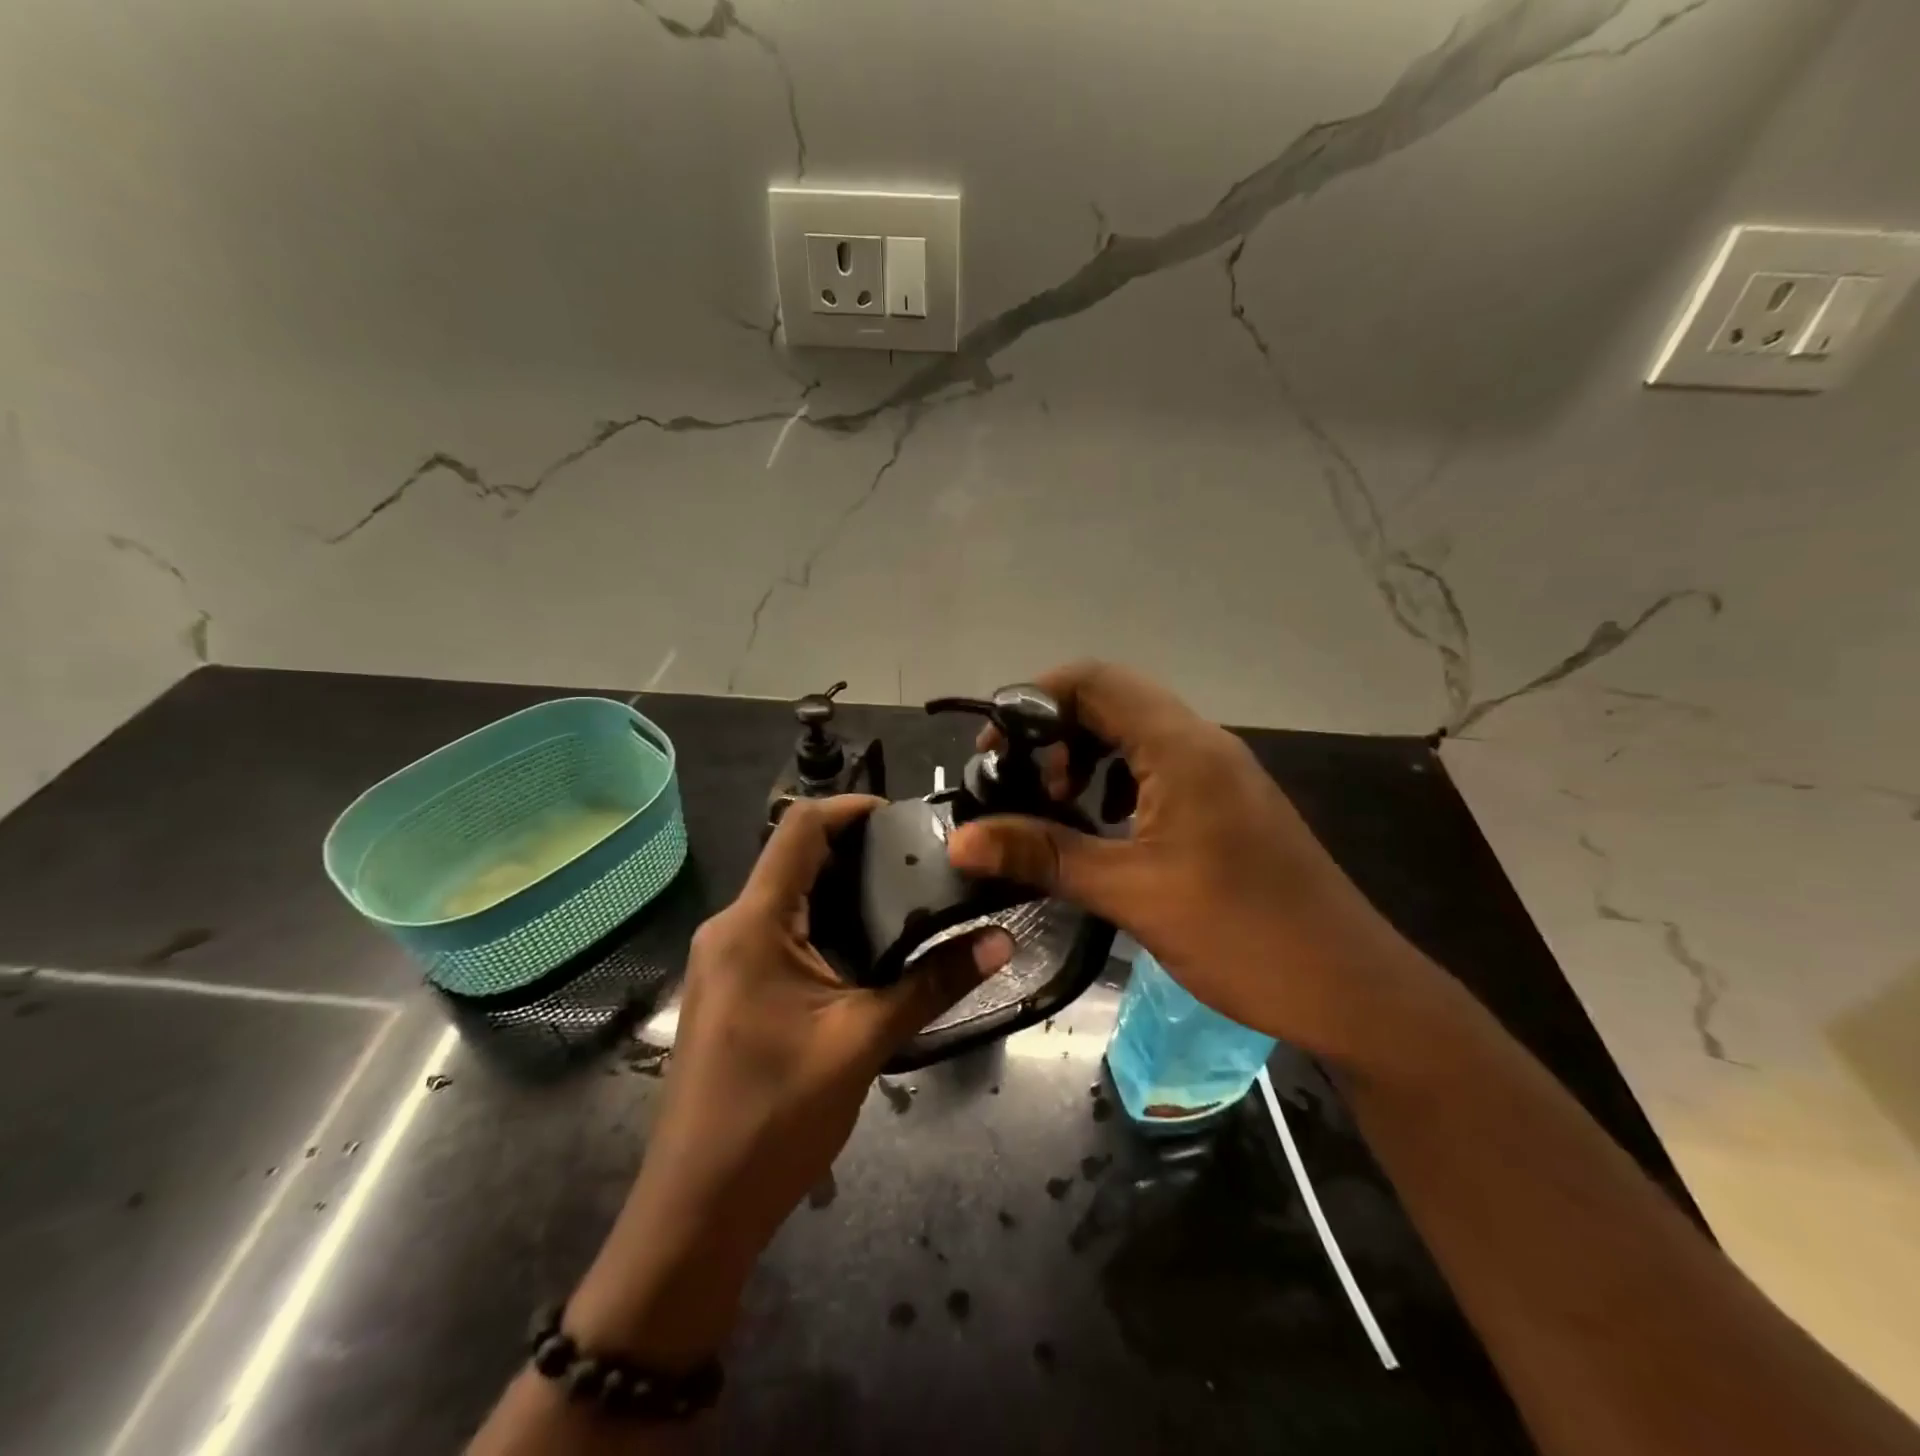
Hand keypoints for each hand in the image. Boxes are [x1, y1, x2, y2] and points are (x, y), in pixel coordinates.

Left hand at [566, 795, 1012, 1363]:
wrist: (696, 1211)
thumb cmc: (774, 1117)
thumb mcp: (863, 1042)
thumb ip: (932, 984)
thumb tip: (1002, 940)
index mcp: (753, 923)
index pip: (799, 828)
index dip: (851, 807)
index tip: (906, 816)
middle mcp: (730, 927)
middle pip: (794, 858)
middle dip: (856, 850)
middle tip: (922, 860)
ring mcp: (724, 960)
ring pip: (787, 897)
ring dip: (841, 890)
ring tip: (907, 897)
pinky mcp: (729, 989)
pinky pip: (778, 932)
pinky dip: (822, 924)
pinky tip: (868, 949)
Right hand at [946, 662, 1429, 1062]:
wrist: (1352, 990)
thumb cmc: (1243, 934)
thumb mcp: (1132, 892)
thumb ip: (1043, 855)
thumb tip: (959, 840)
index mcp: (1182, 747)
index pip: (1094, 682)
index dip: (1032, 702)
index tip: (993, 752)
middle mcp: (1202, 745)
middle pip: (1111, 704)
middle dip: (1054, 735)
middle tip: (1019, 787)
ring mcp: (1219, 775)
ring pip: (1134, 738)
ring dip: (1085, 760)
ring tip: (1054, 808)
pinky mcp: (1226, 807)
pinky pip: (1156, 771)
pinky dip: (1115, 786)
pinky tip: (1100, 831)